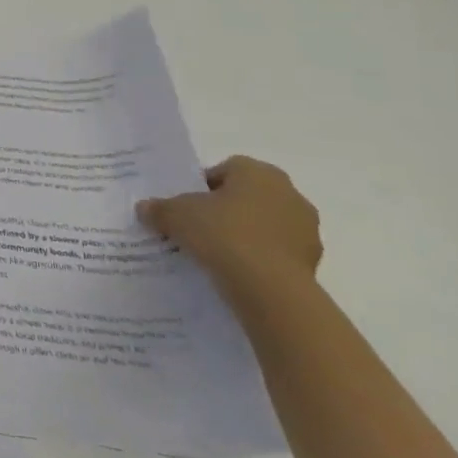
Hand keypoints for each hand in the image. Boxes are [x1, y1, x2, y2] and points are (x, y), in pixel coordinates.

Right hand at [137, 155, 322, 305]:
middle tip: (197, 227)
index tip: (186, 205)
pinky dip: (258, 257)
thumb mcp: (175, 215)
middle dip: (225, 209)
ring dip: (244, 234)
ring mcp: (306, 229)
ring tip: (214, 253)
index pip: (226, 169)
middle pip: (247, 196)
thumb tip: (145, 208)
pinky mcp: (312, 261)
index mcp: (259, 173)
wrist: (269, 287)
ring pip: (264, 224)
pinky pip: (275, 251)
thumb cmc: (222, 234)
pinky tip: (235, 271)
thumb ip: (159, 208)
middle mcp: (289, 193)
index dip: (202, 185)